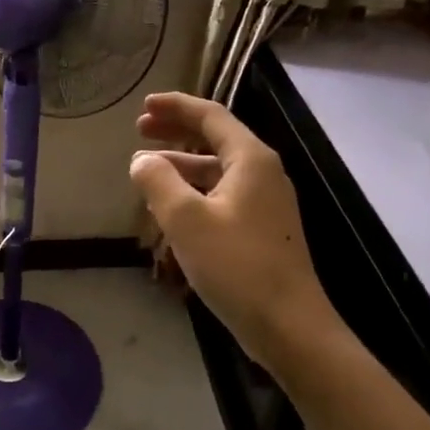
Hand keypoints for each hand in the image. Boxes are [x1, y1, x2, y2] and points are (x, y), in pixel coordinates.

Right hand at [130, 92, 336, 367]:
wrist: (288, 325)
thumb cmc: (236, 265)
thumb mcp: (186, 219)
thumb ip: (159, 181)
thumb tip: (141, 160)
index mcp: (250, 159)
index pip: (211, 116)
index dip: (176, 106)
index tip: (144, 105)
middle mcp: (263, 172)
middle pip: (215, 138)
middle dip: (176, 131)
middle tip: (140, 130)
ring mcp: (266, 202)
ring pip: (218, 170)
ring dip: (182, 165)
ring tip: (146, 171)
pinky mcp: (263, 229)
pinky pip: (223, 196)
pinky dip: (195, 191)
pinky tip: (172, 209)